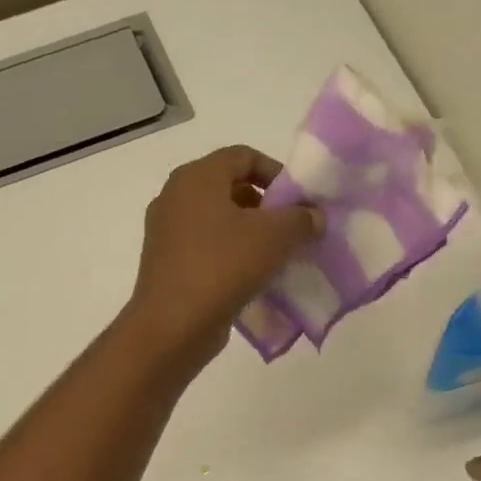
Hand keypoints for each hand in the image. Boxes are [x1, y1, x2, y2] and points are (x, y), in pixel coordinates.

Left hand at [125, 145, 323, 368]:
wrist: (173, 324)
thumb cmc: (224, 266)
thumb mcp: (275, 237)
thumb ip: (301, 219)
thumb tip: (314, 216)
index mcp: (197, 177)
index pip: (243, 155)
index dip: (276, 172)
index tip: (298, 201)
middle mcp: (175, 196)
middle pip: (229, 186)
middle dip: (265, 205)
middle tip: (291, 228)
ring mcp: (166, 230)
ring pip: (217, 218)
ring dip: (249, 231)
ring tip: (276, 255)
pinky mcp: (166, 262)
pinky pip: (205, 245)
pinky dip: (230, 252)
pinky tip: (251, 276)